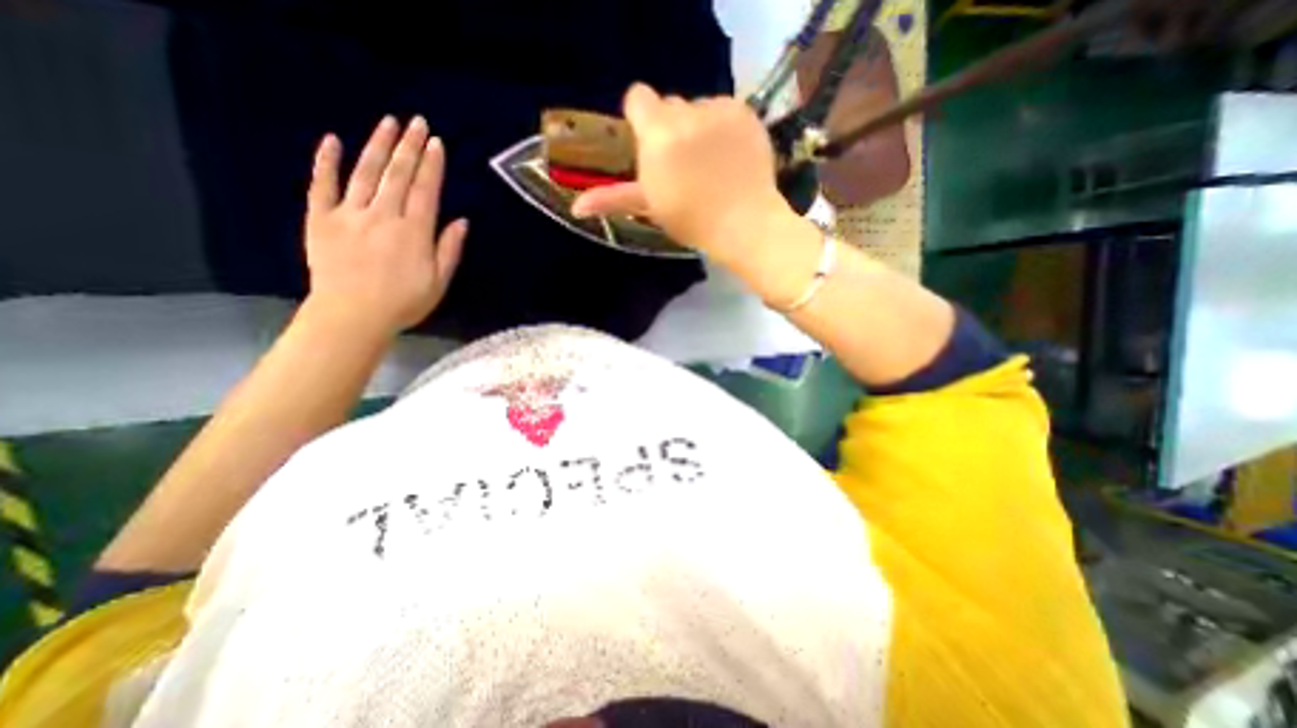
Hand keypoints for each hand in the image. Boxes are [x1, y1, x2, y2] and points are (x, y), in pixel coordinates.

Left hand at [301, 117, 470, 337]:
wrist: (352, 315)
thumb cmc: (404, 302)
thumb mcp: (439, 281)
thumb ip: (449, 249)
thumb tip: (461, 221)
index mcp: (414, 231)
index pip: (425, 190)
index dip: (432, 165)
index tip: (437, 143)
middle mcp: (384, 215)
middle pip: (398, 174)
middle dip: (410, 147)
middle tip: (417, 122)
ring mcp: (350, 214)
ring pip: (365, 172)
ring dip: (378, 145)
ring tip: (388, 123)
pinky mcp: (321, 219)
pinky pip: (322, 185)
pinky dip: (326, 162)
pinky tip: (332, 140)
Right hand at [574, 83, 794, 262]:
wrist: (744, 222)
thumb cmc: (692, 220)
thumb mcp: (651, 207)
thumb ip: (613, 198)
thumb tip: (576, 208)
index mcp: (658, 136)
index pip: (638, 97)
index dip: (641, 118)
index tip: (650, 145)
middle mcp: (687, 113)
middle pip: (669, 105)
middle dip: (670, 128)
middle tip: (681, 164)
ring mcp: (719, 110)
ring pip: (698, 108)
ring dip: (697, 128)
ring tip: (708, 164)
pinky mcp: (745, 112)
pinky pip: (724, 110)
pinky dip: (723, 127)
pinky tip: (729, 155)